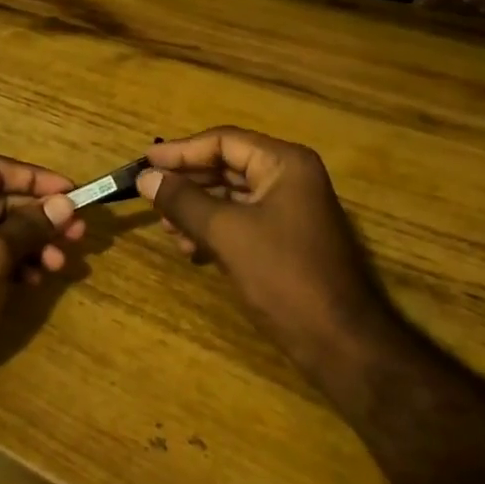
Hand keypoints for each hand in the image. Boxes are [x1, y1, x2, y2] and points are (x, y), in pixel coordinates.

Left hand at [0, 155, 84, 409]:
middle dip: (42, 217)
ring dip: (34, 243)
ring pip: (2, 232)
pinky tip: (37, 279)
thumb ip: (30, 226)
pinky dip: (17, 264)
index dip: (38, 179)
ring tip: (60, 263)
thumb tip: (65, 203)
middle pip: (4, 201)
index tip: (74, 193)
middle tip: (78, 234)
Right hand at [139, 128, 392, 380]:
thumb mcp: (226, 233)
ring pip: (231, 195)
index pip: (224, 141)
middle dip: (187, 182)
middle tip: (150, 196)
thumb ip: (183, 201)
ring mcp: (290, 209)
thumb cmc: (283, 276)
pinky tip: (190, 248)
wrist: (340, 342)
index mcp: (284, 163)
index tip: (144, 162)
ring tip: (167, 228)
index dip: (181, 151)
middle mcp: (290, 177)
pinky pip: (241, 220)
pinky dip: (213, 229)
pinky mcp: (285, 239)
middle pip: (227, 165)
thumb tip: (145, 177)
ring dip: (196, 209)